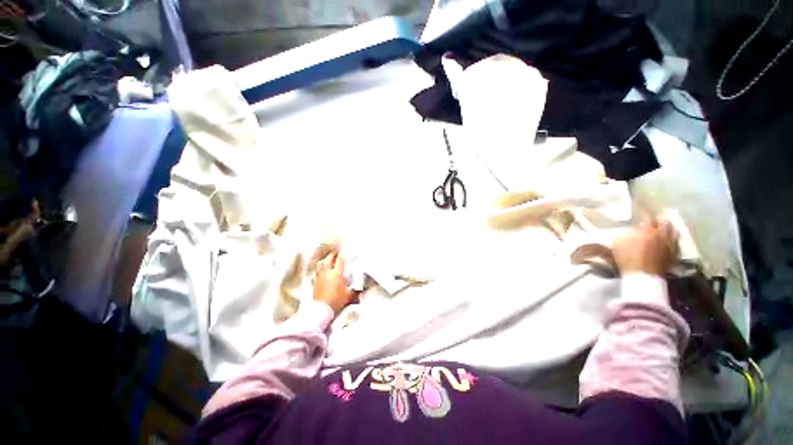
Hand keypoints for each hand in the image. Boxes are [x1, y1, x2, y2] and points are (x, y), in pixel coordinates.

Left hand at [313, 252, 355, 313]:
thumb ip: (354, 290)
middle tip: (337, 253)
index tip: (344, 248)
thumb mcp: (349, 296)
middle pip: (329, 259)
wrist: (321, 309)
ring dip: (325, 260)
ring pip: (321, 264)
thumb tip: (359, 289)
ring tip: (328, 260)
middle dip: (333, 254)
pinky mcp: (315, 282)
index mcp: (337, 273)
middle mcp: (327, 272)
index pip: (340, 260)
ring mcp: (320, 277)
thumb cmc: (336, 301)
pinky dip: (320, 269)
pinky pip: (317, 272)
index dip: (343, 253)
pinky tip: (321, 272)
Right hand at [613, 217, 678, 275]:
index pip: (649, 217)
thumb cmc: (627, 259)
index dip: (645, 215)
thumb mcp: (618, 243)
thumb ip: (626, 233)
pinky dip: (673, 240)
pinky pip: (676, 244)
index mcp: (648, 230)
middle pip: (665, 223)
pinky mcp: (675, 256)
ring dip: (669, 229)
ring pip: (674, 232)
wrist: (642, 277)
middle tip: (657, 218)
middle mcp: (662, 235)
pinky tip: (669, 241)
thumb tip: (632, 229)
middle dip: (661, 219)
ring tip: (665, 228)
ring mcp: (670, 245)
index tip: (642, 213)